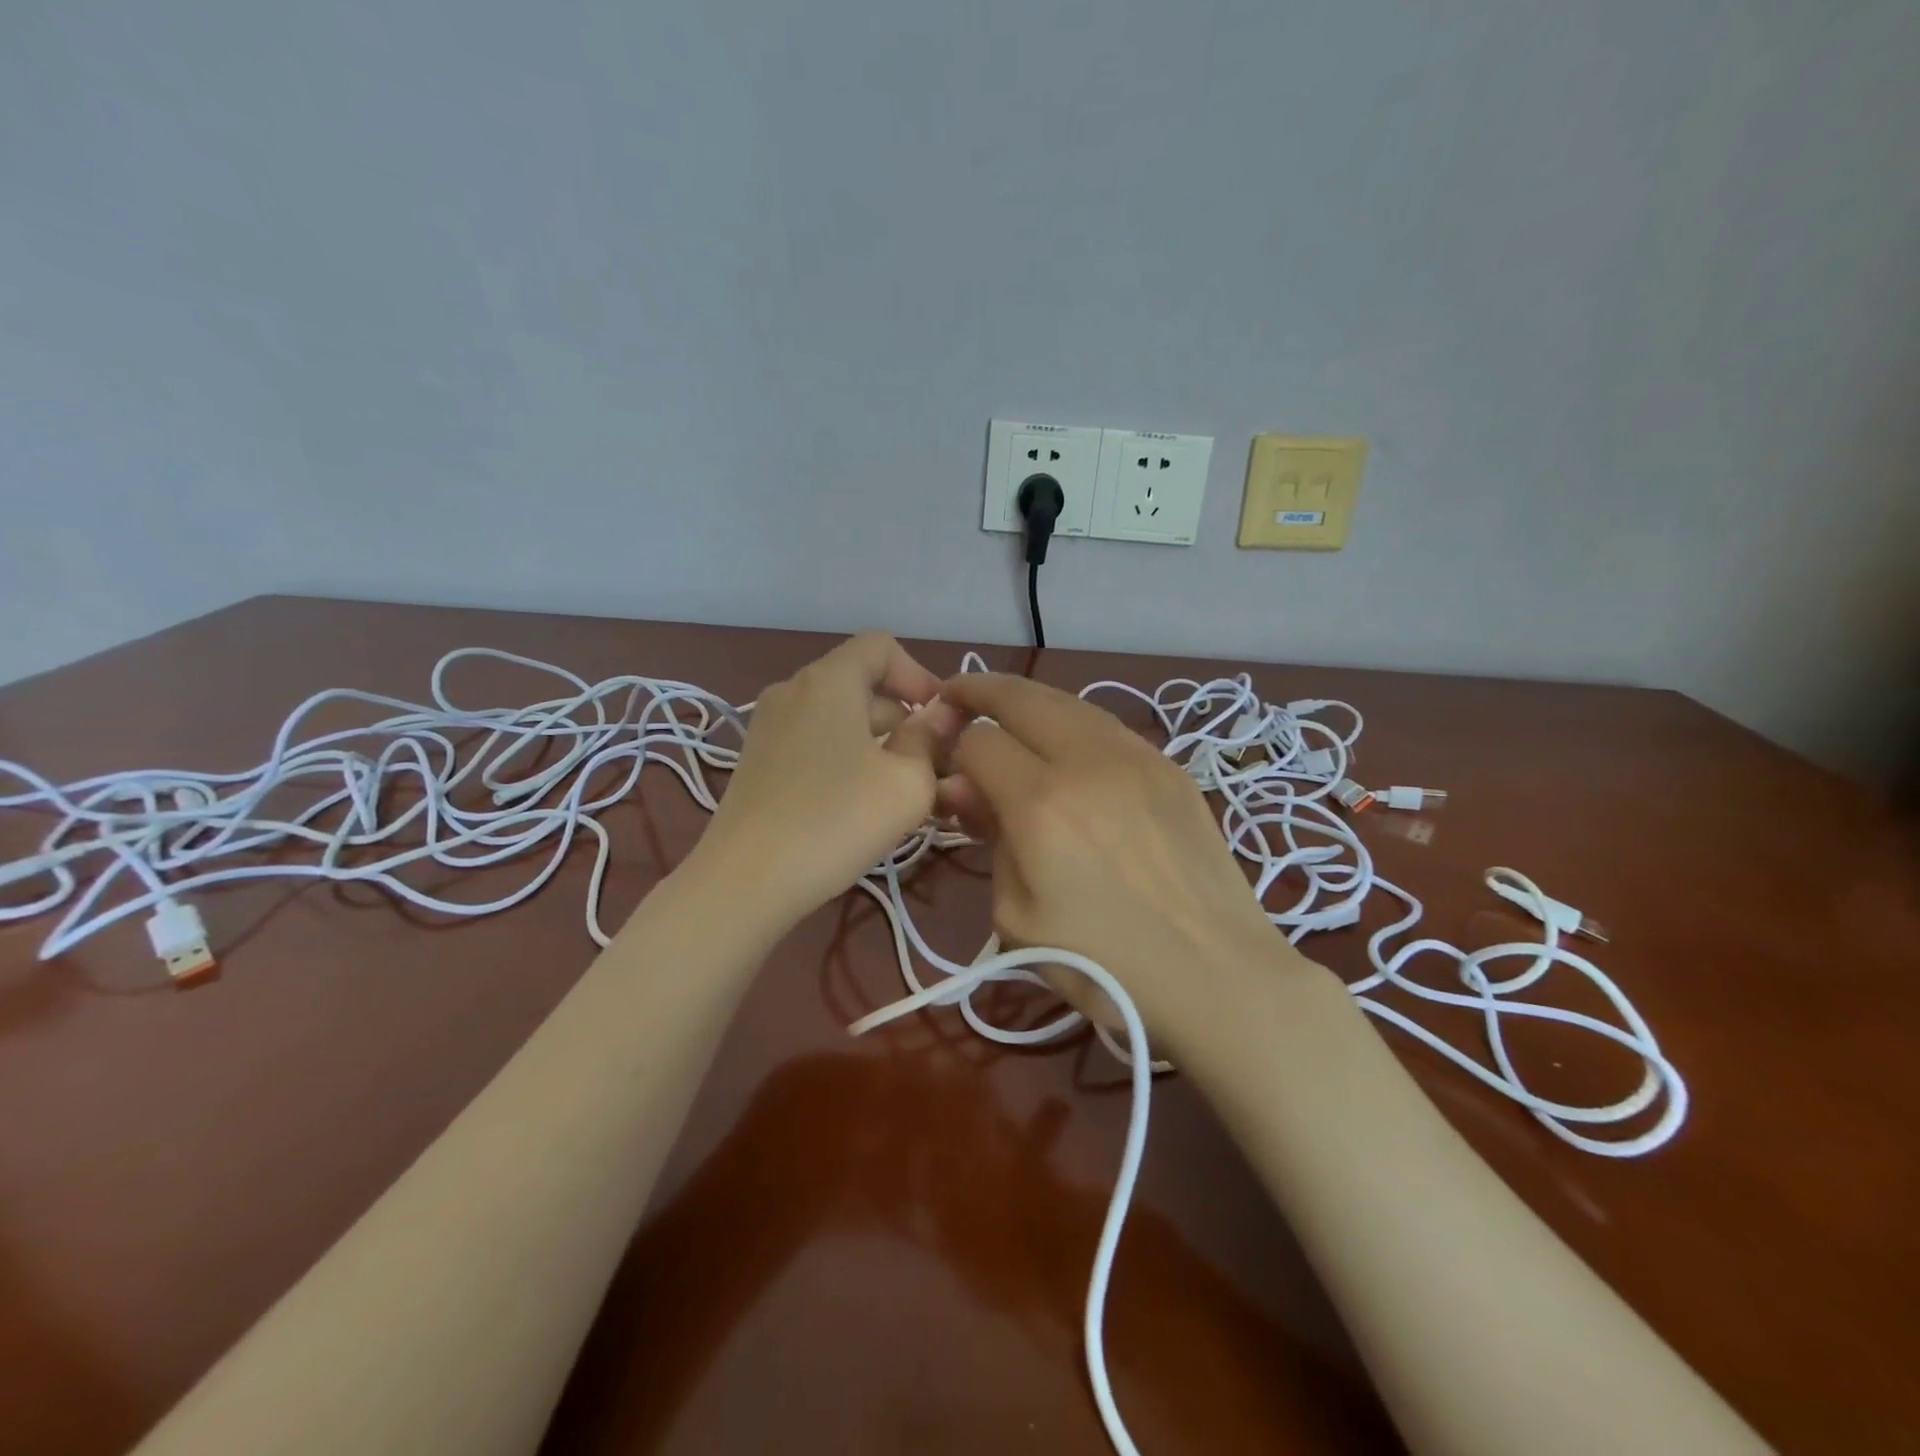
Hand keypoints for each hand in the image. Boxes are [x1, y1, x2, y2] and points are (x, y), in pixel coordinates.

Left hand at [694, 633, 960, 922]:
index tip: (940, 720)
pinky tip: (858, 802)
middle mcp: (793, 690)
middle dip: (902, 716)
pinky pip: (813, 740)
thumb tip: (938, 717)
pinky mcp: (756, 760)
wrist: (746, 881)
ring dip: (876, 740)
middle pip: (860, 683)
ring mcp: (768, 725)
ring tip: (899, 789)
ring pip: (837, 716)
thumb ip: (929, 740)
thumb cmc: (837, 821)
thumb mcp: (907, 783)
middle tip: (931, 765)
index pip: (881, 646)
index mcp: (828, 680)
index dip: (919, 675)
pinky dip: (844, 756)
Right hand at [937, 672, 1326, 1053]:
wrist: (1218, 978)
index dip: (952, 748)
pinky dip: (1071, 722)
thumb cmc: (1104, 966)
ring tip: (1005, 712)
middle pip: (1021, 697)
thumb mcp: (1018, 916)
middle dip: (980, 690)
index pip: (978, 741)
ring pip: (1068, 701)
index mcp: (1041, 802)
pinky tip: (1064, 742)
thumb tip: (964, 788)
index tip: (946, 767)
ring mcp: (1136, 757)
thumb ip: (989, 839)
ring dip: (1028, 700)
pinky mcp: (1169, 767)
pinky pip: (1106, 726)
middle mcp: (1087, 761)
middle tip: (955, 695)